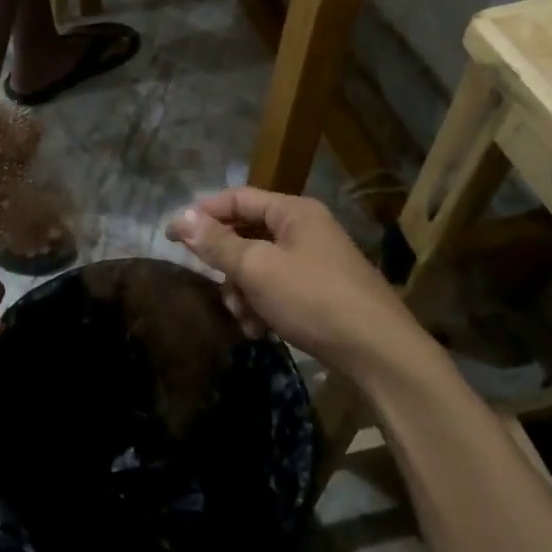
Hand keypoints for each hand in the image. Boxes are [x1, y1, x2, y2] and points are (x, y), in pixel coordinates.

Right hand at [166, 188, 412, 370]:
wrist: (379, 353)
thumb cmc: (313, 299)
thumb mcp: (258, 269)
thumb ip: (217, 243)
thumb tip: (179, 217)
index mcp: (293, 211)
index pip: (237, 198)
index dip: (202, 213)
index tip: (172, 236)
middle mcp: (305, 229)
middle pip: (247, 232)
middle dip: (225, 261)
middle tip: (209, 282)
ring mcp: (315, 261)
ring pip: (260, 264)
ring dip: (243, 289)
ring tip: (242, 316)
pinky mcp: (320, 292)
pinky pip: (277, 287)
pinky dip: (262, 304)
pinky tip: (259, 329)